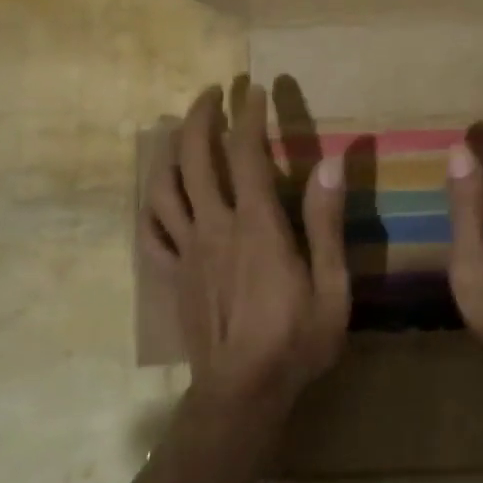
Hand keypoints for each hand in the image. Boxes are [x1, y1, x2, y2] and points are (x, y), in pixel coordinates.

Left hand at [141, 82, 349, 412]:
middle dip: (201, 117)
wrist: (242, 393)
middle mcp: (215, 226)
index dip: (248, 116)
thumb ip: (326, 224)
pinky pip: (150, 232)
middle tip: (212, 92)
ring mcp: (187, 250)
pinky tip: (156, 193)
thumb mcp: (332, 287)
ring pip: (165, 187)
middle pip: (196, 158)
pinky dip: (149, 204)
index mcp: (256, 225)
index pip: (246, 154)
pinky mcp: (172, 275)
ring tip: (179, 128)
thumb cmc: (295, 340)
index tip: (254, 90)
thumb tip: (330, 164)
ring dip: (170, 150)